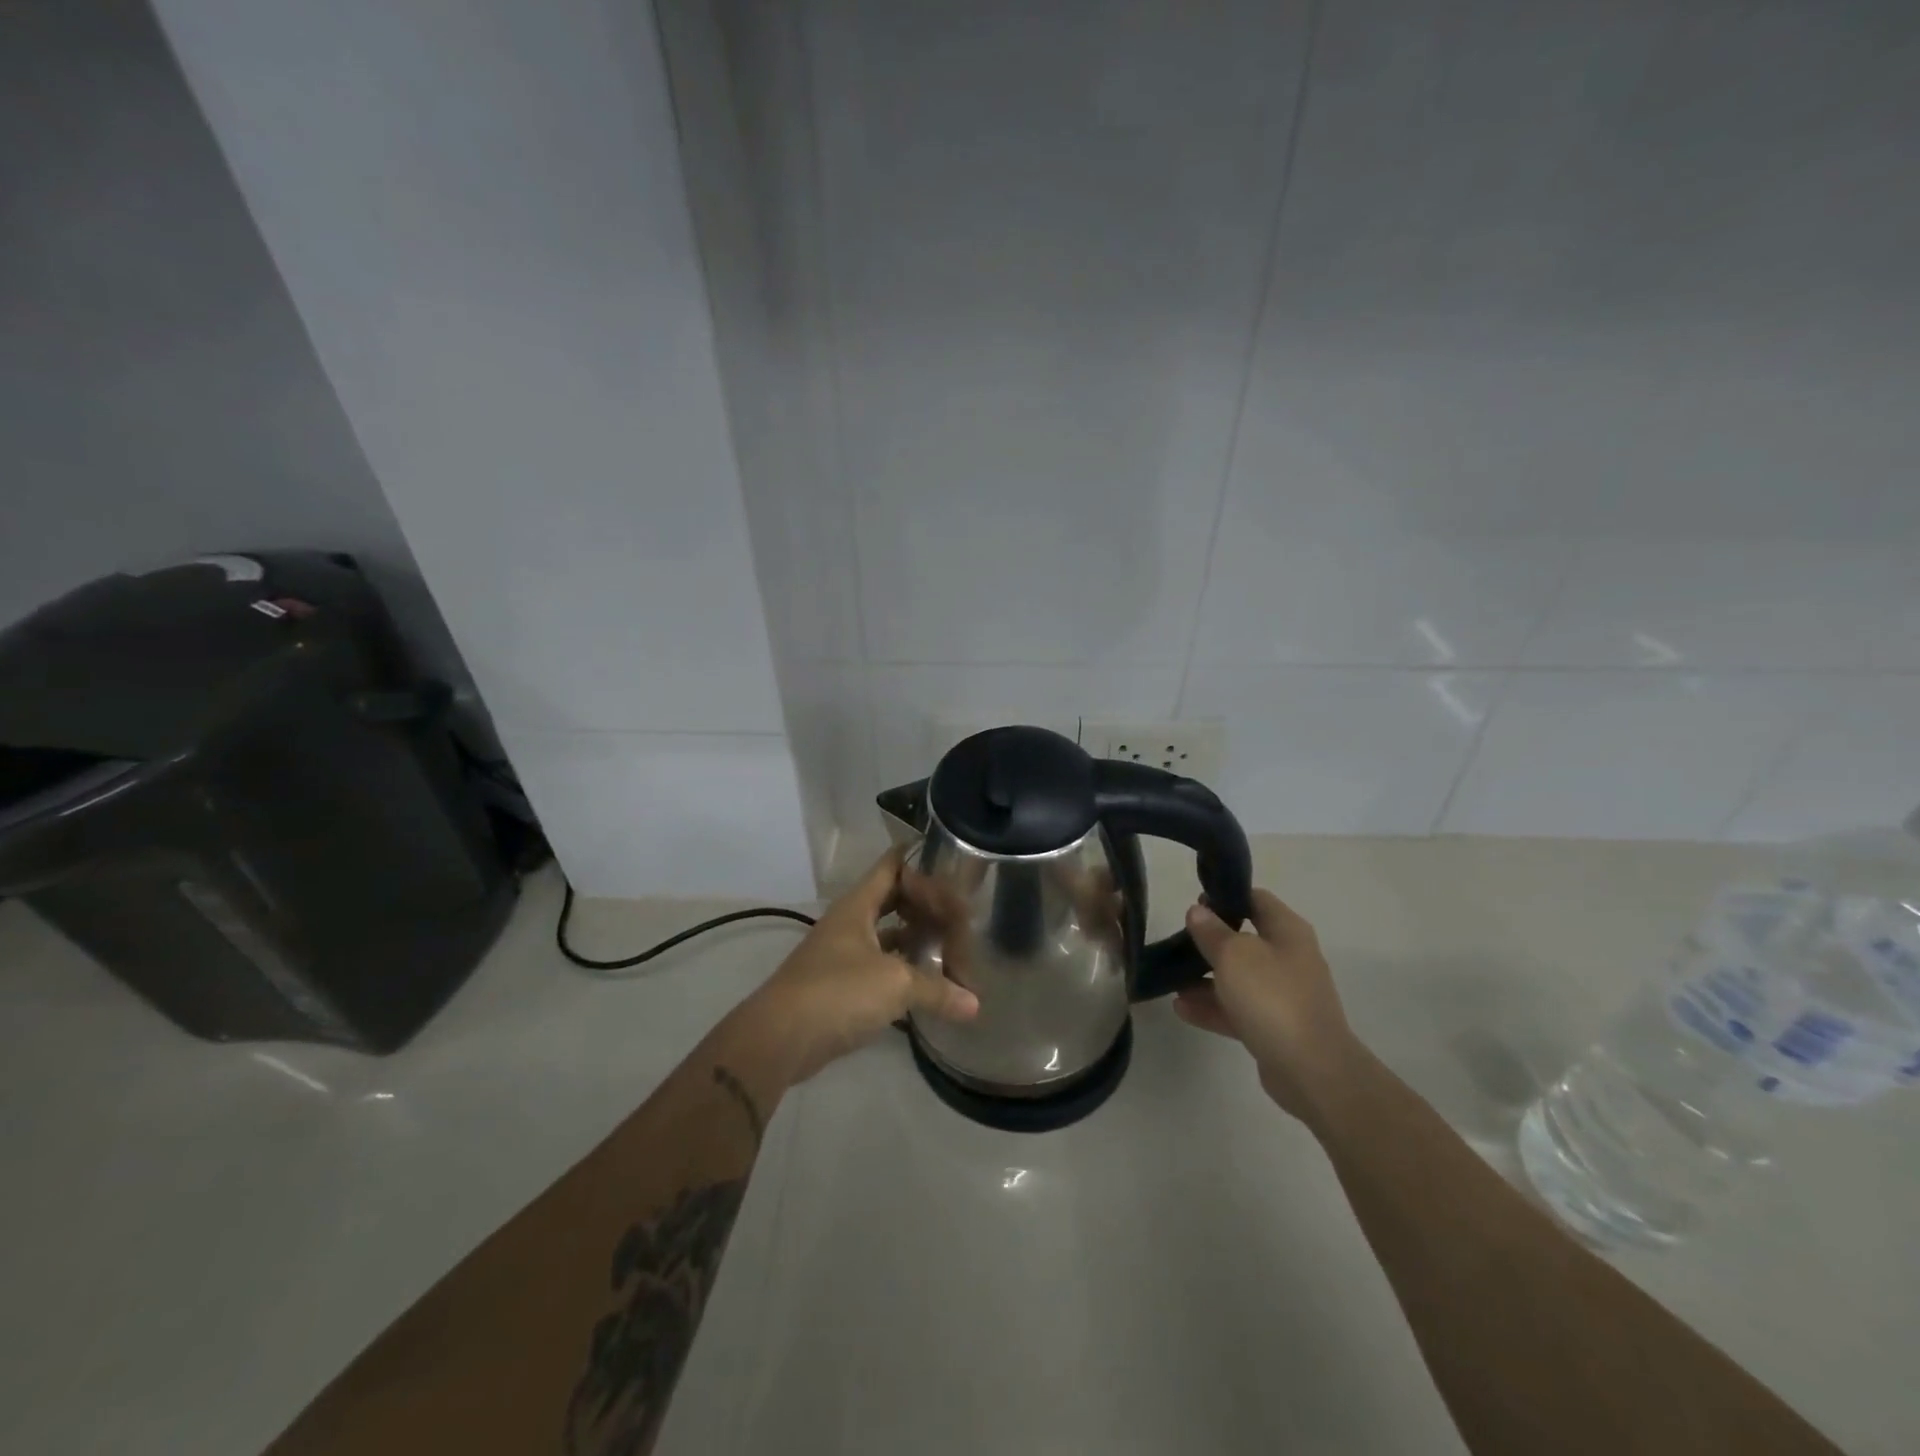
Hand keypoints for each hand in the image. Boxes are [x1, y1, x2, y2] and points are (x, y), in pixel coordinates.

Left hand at [737, 850, 978, 1086]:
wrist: (781, 1038)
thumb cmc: (838, 991)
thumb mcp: (896, 984)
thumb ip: (937, 990)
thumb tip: (975, 1005)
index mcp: (858, 906)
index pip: (891, 865)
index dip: (918, 857)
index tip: (950, 855)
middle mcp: (850, 924)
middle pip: (893, 901)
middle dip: (925, 903)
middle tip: (961, 905)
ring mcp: (843, 955)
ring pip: (887, 936)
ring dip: (915, 940)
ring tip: (951, 943)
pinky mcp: (841, 987)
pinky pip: (880, 969)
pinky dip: (903, 972)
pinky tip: (928, 983)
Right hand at [1173, 889, 1361, 1121]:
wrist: (1313, 1071)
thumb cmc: (1272, 997)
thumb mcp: (1233, 955)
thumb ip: (1211, 931)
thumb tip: (1198, 911)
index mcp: (1287, 931)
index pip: (1256, 899)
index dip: (1225, 896)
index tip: (1194, 903)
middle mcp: (1289, 958)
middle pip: (1244, 939)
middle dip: (1209, 941)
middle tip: (1177, 943)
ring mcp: (1284, 995)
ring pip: (1239, 977)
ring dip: (1205, 977)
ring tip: (1171, 979)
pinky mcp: (1276, 1027)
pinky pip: (1239, 1009)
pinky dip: (1213, 1007)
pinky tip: (1181, 1008)